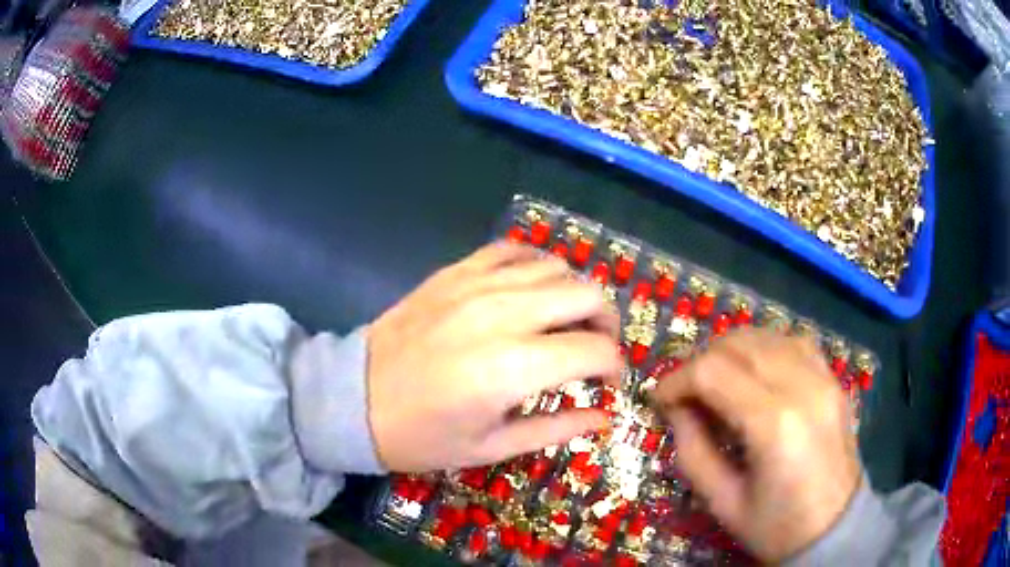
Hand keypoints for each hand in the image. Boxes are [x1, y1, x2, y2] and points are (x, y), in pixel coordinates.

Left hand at [367, 242, 622, 471]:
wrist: (355, 399)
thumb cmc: (423, 436)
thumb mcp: (492, 447)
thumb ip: (557, 428)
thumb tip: (605, 417)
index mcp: (514, 367)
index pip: (595, 350)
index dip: (614, 367)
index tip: (607, 384)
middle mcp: (503, 314)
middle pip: (586, 295)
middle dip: (606, 322)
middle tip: (595, 348)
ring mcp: (477, 285)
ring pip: (555, 267)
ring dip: (575, 293)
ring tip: (566, 321)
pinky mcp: (455, 272)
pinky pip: (512, 250)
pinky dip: (536, 265)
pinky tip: (533, 289)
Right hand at [651, 329, 860, 561]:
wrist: (836, 527)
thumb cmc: (777, 526)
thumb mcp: (723, 502)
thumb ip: (693, 451)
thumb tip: (676, 408)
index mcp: (774, 425)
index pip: (713, 372)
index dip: (677, 379)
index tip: (660, 399)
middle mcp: (803, 387)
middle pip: (739, 344)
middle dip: (700, 361)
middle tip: (685, 392)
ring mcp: (824, 377)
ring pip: (766, 335)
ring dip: (731, 351)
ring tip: (716, 380)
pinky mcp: (834, 379)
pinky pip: (794, 342)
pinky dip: (765, 348)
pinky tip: (755, 371)